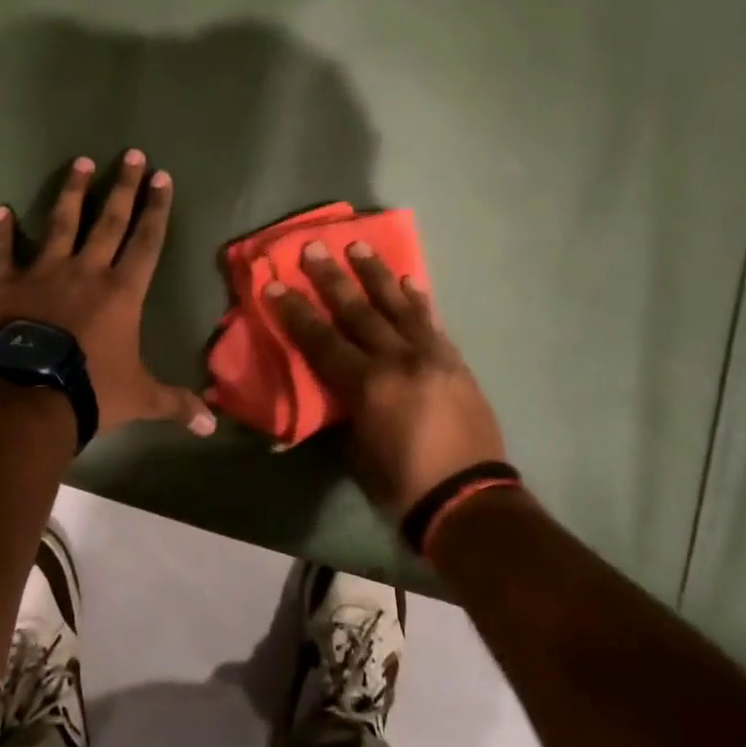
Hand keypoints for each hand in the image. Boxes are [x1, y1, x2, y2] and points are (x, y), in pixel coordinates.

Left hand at [0, 152, 215, 438]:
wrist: (28, 398)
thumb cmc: (91, 391)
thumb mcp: (140, 398)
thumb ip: (176, 404)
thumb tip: (212, 426)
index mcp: (122, 291)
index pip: (147, 241)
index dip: (157, 208)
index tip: (162, 177)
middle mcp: (87, 271)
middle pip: (110, 220)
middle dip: (123, 186)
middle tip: (131, 154)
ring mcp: (44, 273)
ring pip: (62, 223)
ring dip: (72, 192)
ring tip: (81, 161)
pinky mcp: (6, 285)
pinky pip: (2, 253)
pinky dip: (0, 233)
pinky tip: (0, 210)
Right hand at [266, 241, 506, 517]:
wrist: (470, 500)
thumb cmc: (402, 485)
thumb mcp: (356, 451)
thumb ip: (343, 409)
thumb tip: (329, 388)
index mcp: (368, 385)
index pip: (322, 340)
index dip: (295, 312)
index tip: (275, 284)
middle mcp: (398, 360)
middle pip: (358, 310)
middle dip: (331, 278)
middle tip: (314, 248)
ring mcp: (431, 355)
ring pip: (398, 305)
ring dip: (375, 274)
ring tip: (358, 246)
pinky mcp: (454, 360)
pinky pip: (431, 321)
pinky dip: (417, 299)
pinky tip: (408, 280)